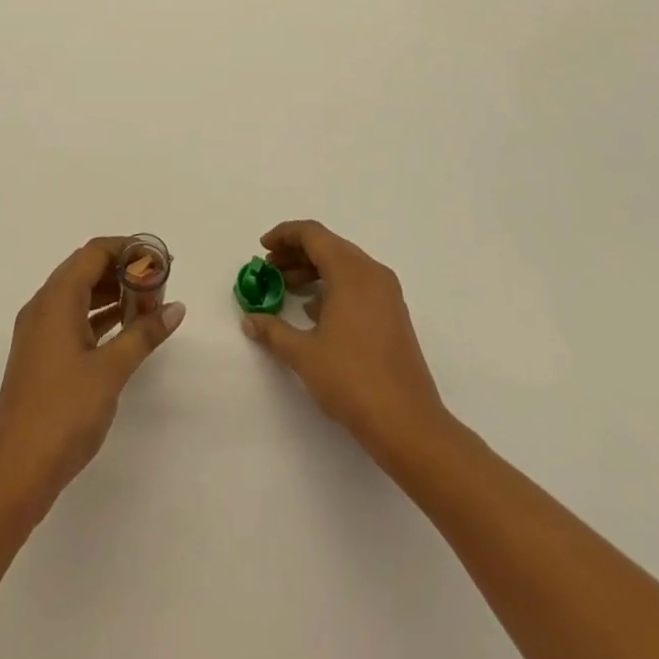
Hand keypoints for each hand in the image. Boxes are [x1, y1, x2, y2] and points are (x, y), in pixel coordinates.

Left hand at [0, 237, 184, 511]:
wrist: (13, 473)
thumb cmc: (62, 413)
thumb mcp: (111, 371)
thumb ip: (144, 334)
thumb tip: (176, 308)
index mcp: (56, 299)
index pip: (94, 252)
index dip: (128, 249)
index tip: (159, 260)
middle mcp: (43, 306)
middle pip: (86, 269)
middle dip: (123, 270)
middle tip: (159, 284)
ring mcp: (39, 332)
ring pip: (79, 295)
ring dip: (112, 294)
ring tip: (149, 306)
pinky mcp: (40, 356)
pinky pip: (73, 319)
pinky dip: (99, 317)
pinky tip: (126, 330)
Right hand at [240, 220, 447, 462]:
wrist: (408, 424)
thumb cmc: (353, 380)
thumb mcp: (304, 354)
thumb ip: (273, 331)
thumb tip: (250, 320)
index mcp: (351, 271)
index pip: (313, 234)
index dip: (284, 235)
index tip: (262, 248)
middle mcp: (372, 273)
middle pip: (329, 245)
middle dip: (296, 253)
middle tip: (270, 269)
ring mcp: (387, 293)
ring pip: (344, 265)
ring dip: (314, 270)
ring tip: (287, 288)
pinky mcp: (393, 314)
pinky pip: (358, 284)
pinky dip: (333, 286)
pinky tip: (315, 312)